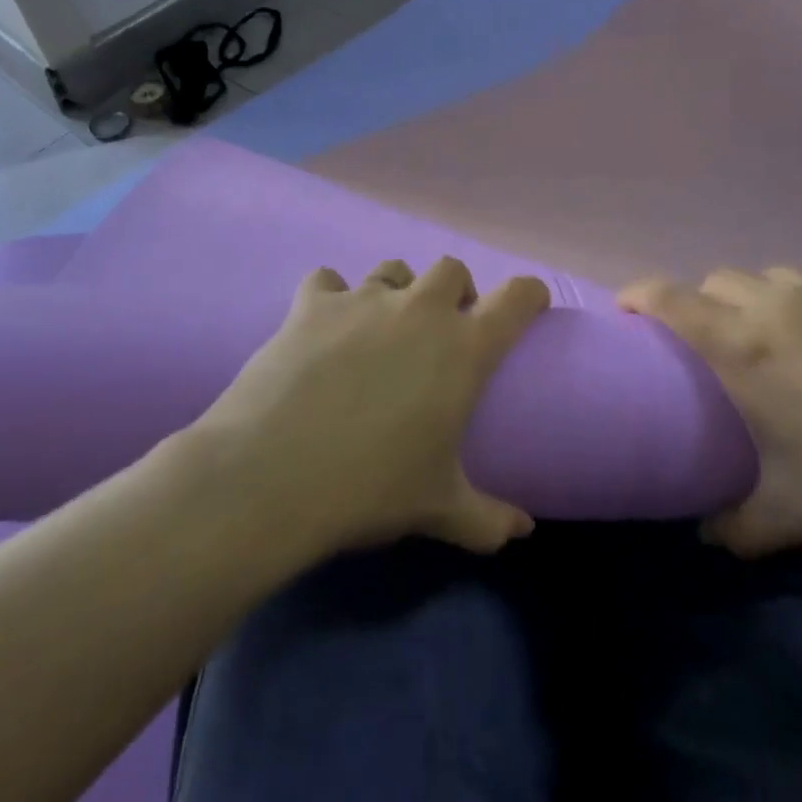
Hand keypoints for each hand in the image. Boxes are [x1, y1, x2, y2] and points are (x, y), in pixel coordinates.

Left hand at [194, 257, 550, 558]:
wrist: (273, 475)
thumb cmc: (370, 488)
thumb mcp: (438, 509)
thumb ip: (488, 520)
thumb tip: (524, 532)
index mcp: (463, 348)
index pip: (517, 297)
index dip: (529, 294)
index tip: (529, 304)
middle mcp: (419, 309)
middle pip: (451, 269)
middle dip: (454, 291)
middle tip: (443, 329)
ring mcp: (364, 299)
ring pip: (393, 269)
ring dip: (397, 290)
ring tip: (382, 327)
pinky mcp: (313, 303)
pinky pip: (327, 279)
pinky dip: (330, 295)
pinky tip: (323, 324)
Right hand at [619, 268, 801, 554]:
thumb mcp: (793, 515)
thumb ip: (735, 526)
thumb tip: (705, 536)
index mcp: (743, 347)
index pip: (667, 298)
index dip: (637, 294)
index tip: (627, 311)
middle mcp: (774, 302)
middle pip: (715, 281)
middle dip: (703, 306)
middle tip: (718, 348)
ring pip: (768, 278)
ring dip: (758, 302)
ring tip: (782, 342)